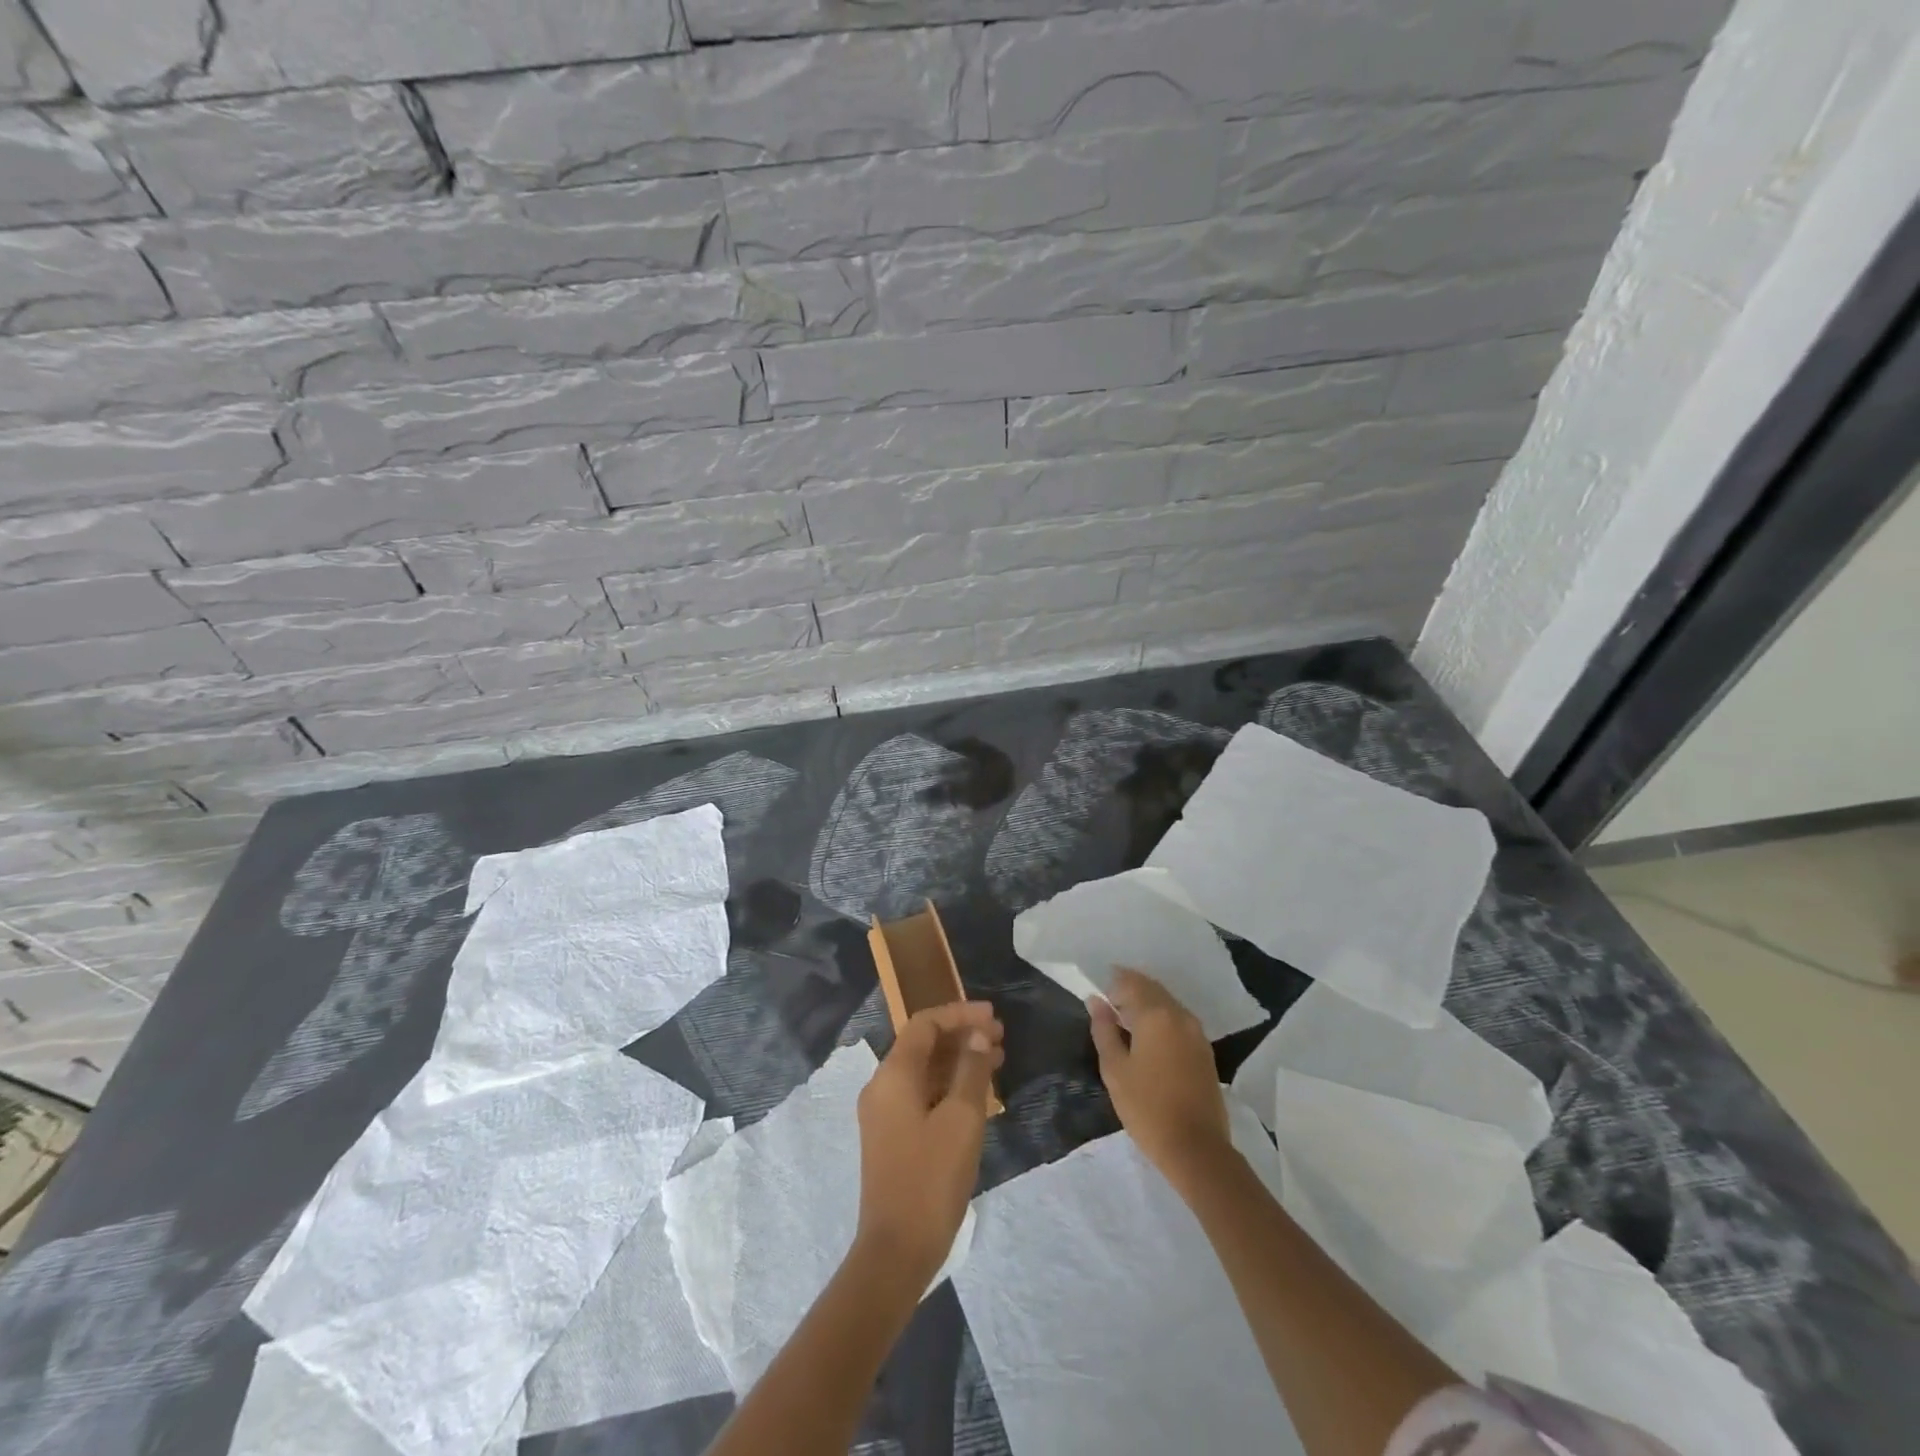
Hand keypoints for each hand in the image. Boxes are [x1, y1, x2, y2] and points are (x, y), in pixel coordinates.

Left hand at [854, 1001, 1003, 1284]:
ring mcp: (884, 1113)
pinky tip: (977, 1093)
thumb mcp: (962, 1120)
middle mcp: (882, 1086)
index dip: (959, 1014)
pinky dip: (948, 1084)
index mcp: (893, 1075)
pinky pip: (920, 1093)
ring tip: (997, 1059)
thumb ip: (971, 1071)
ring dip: (957, 1059)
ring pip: (923, 1070)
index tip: (993, 1016)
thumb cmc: (931, 1179)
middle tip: (1001, 1037)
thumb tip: (978, 1036)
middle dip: (961, 1035)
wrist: (896, 1251)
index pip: (925, 1024)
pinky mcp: (892, 1135)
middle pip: (922, 1044)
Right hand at [1089, 968, 1230, 1192]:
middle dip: (1130, 990)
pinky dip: (1161, 1018)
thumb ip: (1104, 1030)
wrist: (1197, 1148)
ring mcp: (1196, 1032)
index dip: (1113, 983)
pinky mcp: (1205, 1050)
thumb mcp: (1115, 1069)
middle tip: (1110, 1006)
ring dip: (1147, 1004)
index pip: (1131, 982)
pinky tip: (1148, 1038)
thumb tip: (1096, 1001)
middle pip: (1152, 989)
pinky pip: (1178, 1020)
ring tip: (1126, 1022)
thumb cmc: (1147, 1108)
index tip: (1098, 994)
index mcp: (1155, 1015)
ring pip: (1167, 1003)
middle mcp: (1179, 1015)